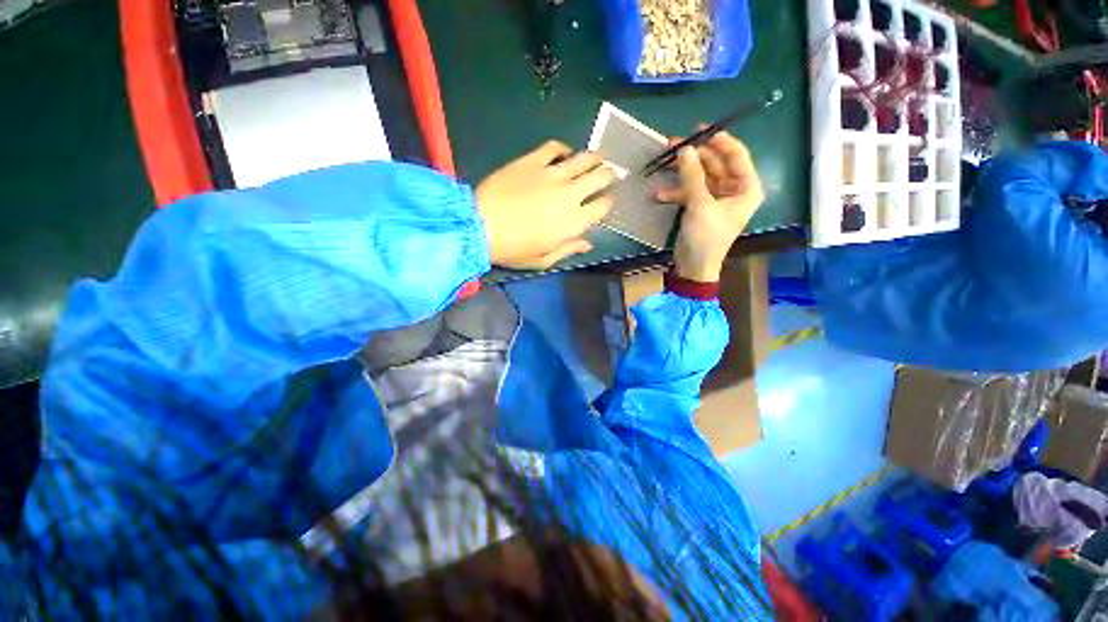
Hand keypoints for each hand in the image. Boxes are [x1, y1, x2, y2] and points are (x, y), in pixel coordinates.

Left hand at [476, 141, 614, 269]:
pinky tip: (565, 153)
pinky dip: (564, 148)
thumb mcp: (543, 260)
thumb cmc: (513, 249)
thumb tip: (588, 243)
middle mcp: (569, 194)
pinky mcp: (532, 160)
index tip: (607, 200)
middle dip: (609, 175)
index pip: (603, 206)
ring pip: (584, 158)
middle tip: (608, 175)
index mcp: (574, 221)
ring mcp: (552, 174)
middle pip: (600, 177)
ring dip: (595, 157)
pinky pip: (555, 147)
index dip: (608, 202)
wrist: (480, 226)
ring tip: (598, 157)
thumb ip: (568, 250)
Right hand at [657, 131, 763, 281]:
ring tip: (663, 162)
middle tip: (673, 144)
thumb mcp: (700, 205)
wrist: (694, 267)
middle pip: (715, 163)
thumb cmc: (706, 238)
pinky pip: (689, 191)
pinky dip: (676, 191)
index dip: (719, 140)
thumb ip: (693, 176)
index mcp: (746, 188)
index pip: (737, 154)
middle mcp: (734, 190)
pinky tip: (660, 193)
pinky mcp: (700, 208)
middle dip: (694, 155)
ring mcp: (715, 199)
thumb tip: (685, 149)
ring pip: (700, 176)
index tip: (699, 130)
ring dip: (682, 172)